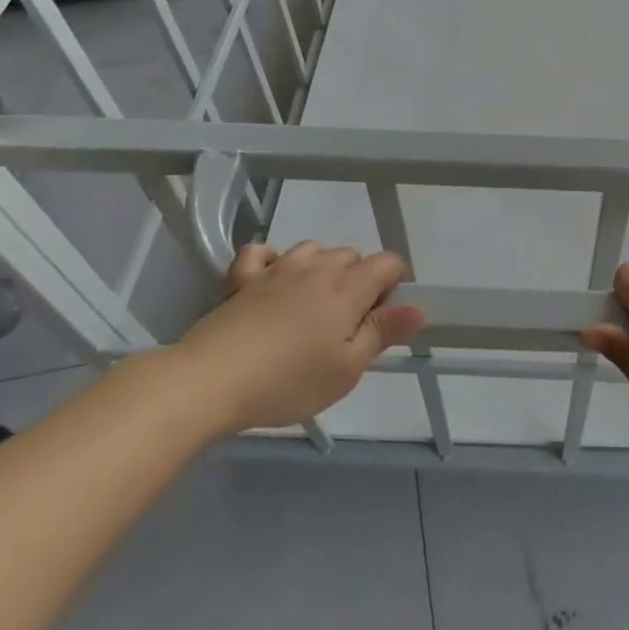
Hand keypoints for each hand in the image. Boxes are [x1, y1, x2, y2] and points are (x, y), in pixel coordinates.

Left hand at [169, 241, 425, 433]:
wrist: (211, 380)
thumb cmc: (288, 380)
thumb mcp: (347, 369)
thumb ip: (383, 333)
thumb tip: (418, 308)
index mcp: (348, 288)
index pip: (388, 262)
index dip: (396, 283)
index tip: (385, 316)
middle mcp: (317, 268)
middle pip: (351, 255)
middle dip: (359, 279)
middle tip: (347, 323)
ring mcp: (276, 269)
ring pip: (312, 249)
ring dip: (320, 266)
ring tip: (313, 303)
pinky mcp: (241, 279)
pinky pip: (261, 252)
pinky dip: (271, 260)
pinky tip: (270, 280)